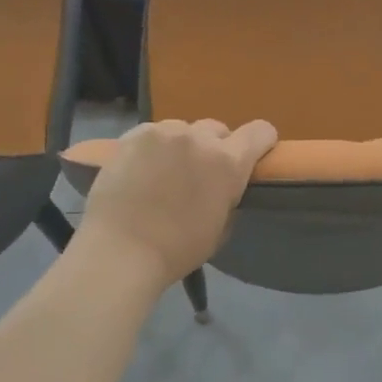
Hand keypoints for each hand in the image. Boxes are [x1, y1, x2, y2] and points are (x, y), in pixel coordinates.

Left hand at [75, 119, 277, 289]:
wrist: (120, 251)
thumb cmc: (177, 250)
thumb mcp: (221, 228)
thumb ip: (228, 196)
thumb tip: (224, 187)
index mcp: (228, 163)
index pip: (260, 132)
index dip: (261, 142)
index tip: (252, 157)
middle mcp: (200, 138)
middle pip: (219, 129)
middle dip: (215, 148)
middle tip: (200, 173)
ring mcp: (164, 132)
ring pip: (184, 129)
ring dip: (183, 146)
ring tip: (166, 171)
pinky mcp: (133, 135)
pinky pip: (153, 133)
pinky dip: (154, 147)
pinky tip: (142, 169)